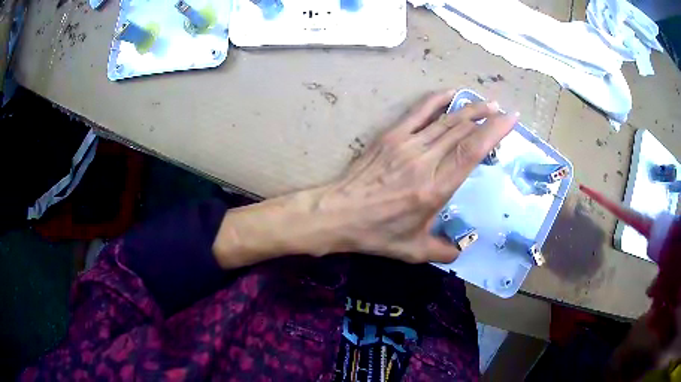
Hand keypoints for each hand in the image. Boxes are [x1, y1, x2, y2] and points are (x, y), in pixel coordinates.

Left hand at [312, 89, 517, 262]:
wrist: (338, 213)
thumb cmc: (376, 233)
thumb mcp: (413, 251)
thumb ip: (443, 251)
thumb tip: (462, 250)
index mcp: (435, 188)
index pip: (471, 151)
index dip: (494, 131)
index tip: (511, 119)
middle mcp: (425, 161)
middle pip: (462, 130)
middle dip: (486, 117)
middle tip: (503, 111)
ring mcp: (406, 144)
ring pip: (445, 119)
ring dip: (469, 108)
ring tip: (487, 103)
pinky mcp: (391, 136)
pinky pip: (418, 112)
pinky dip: (437, 100)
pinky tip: (451, 93)